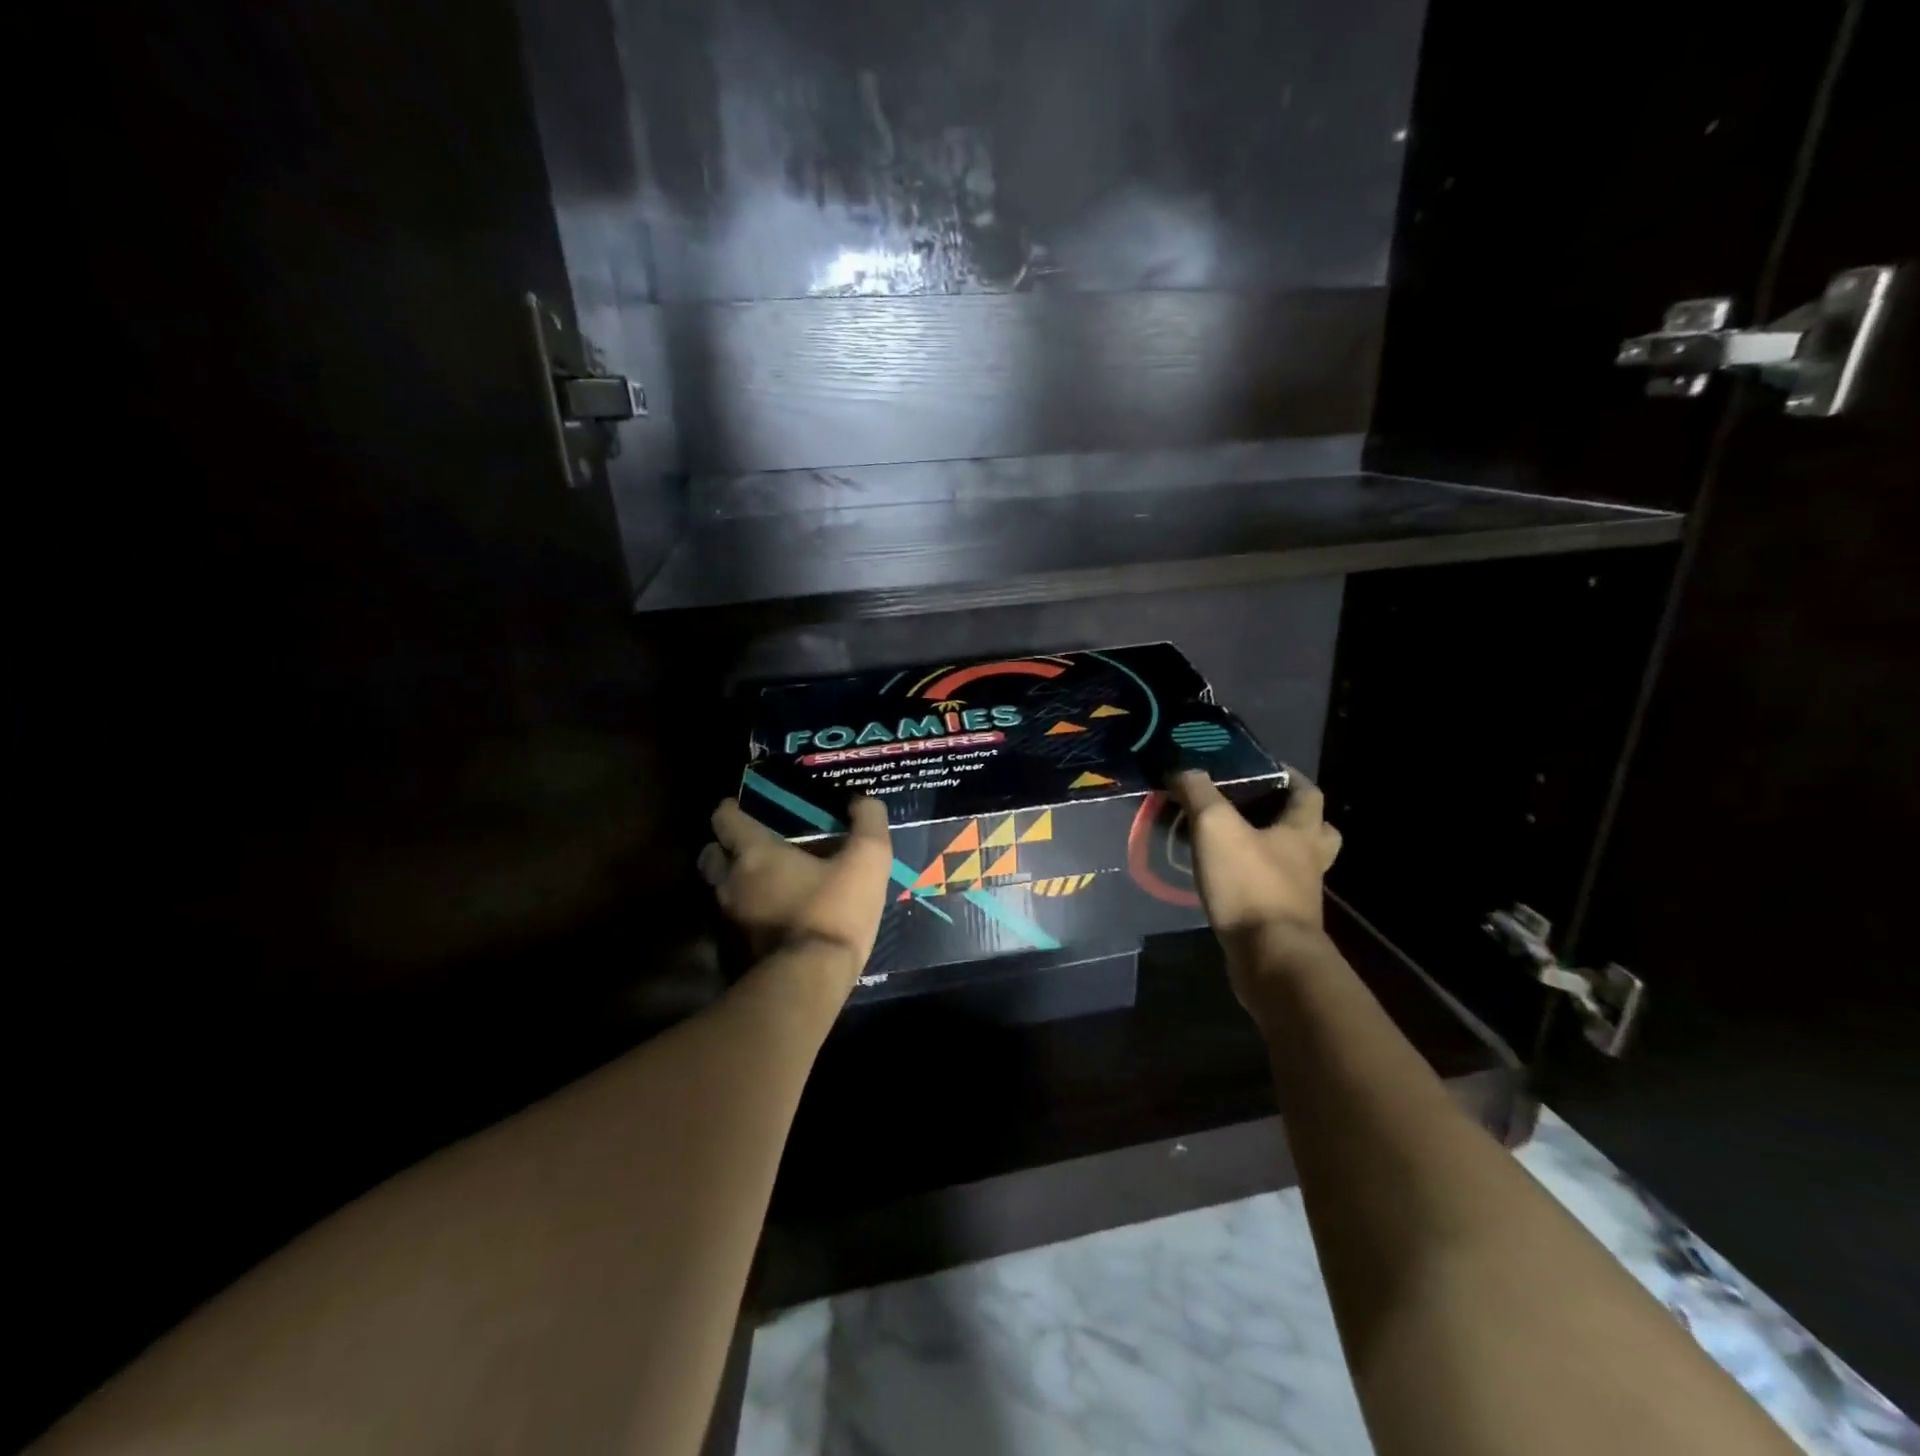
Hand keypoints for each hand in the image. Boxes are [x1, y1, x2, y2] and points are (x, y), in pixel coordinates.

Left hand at [698, 797, 892, 985]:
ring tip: (762, 879)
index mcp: (755, 854)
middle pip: (711, 855)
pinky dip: (744, 911)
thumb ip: (868, 822)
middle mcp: (731, 882)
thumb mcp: (868, 860)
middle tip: (749, 843)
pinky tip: (770, 913)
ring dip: (733, 880)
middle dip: (723, 845)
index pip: (724, 819)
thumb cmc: (834, 911)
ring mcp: (729, 920)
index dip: (730, 809)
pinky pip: (732, 920)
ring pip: (719, 889)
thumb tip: (864, 801)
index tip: (741, 805)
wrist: (810, 982)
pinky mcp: (736, 951)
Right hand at [1171, 768, 1341, 936]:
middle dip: (1295, 819)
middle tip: (1263, 811)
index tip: (1267, 769)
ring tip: (1239, 845)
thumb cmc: (1249, 884)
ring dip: (1275, 853)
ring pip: (1296, 865)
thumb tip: (1183, 769)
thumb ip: (1199, 794)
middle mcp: (1309, 862)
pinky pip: (1274, 893)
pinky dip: (1256, 883)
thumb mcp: (1216, 828)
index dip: (1291, 777)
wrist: (1269, 958)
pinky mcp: (1282, 923)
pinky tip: (1229, 881)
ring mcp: (1299, 896)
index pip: (1308, 794)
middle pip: (1317, 832)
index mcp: (1302, 832)